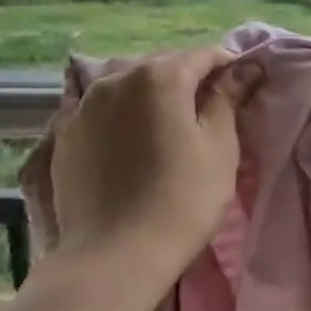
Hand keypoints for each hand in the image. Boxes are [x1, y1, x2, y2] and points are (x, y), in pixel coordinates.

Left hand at [49, 47, 258, 293]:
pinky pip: (100, 108)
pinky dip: (121, 113)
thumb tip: (245, 68)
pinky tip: (132, 139)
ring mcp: (83, 106)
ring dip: (151, 93)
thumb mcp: (220, 147)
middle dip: (188, 78)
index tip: (244, 88)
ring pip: (126, 83)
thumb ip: (228, 100)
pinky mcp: (64, 135)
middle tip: (211, 109)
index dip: (228, 67)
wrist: (116, 254)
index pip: (202, 55)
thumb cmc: (184, 198)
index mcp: (160, 77)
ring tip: (169, 122)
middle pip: (161, 65)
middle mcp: (116, 79)